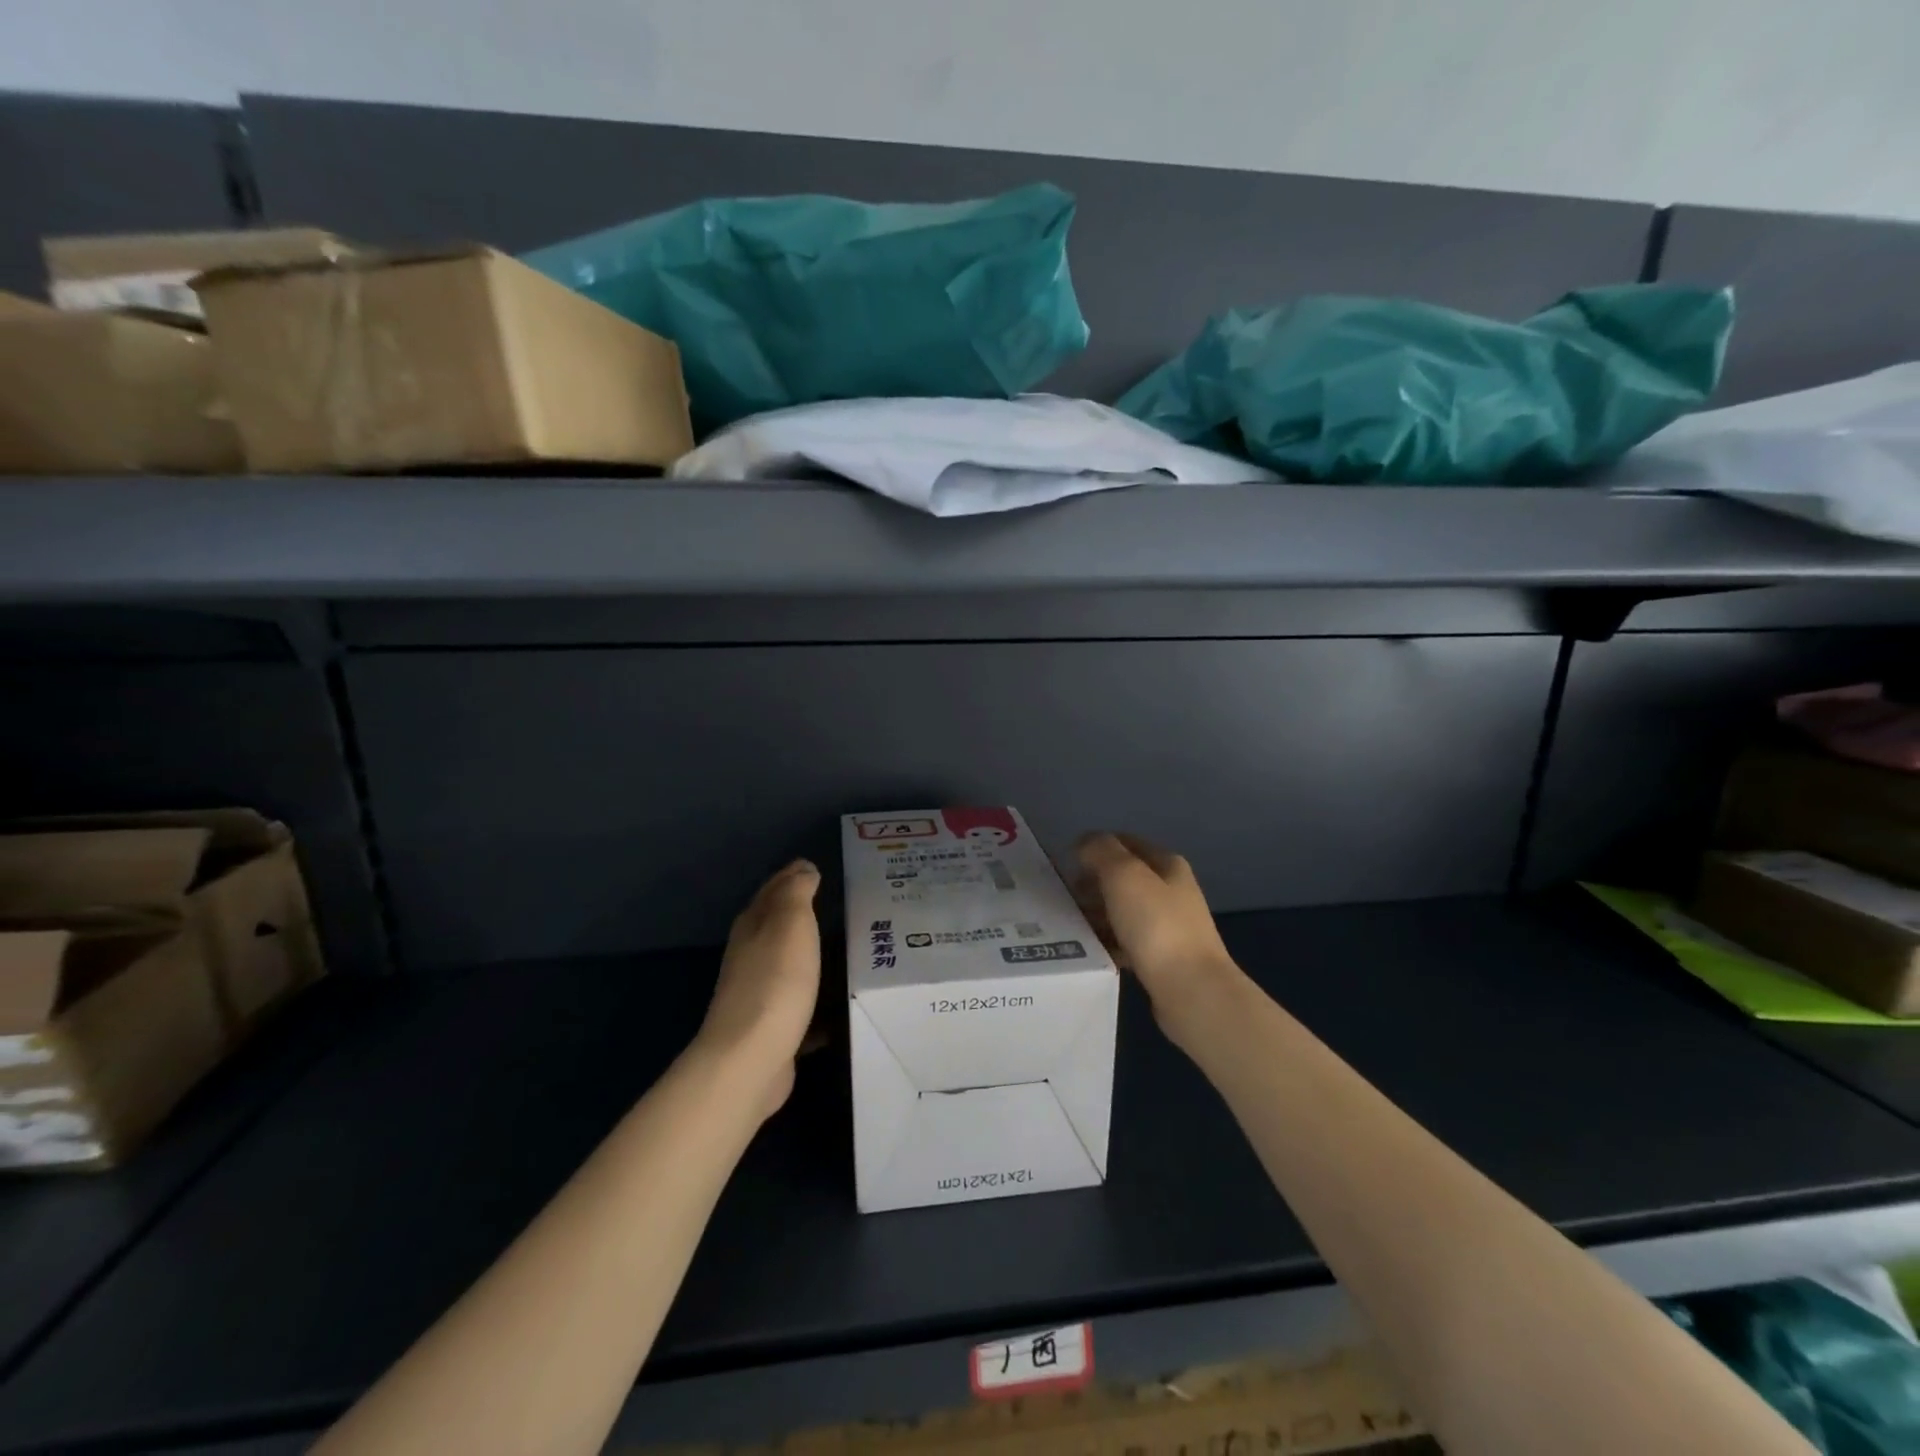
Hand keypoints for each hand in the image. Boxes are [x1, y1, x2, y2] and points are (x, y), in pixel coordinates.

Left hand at [697, 859, 821, 1119]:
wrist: (751, 1059)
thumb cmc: (775, 981)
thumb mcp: (790, 923)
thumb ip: (796, 892)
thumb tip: (802, 867)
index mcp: (753, 926)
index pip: (774, 890)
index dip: (794, 876)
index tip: (822, 869)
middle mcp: (751, 956)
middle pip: (779, 927)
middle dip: (805, 915)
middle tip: (845, 905)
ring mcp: (760, 994)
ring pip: (791, 965)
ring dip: (814, 956)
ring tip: (851, 950)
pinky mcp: (774, 1029)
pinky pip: (802, 1005)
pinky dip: (819, 1000)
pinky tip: (842, 1002)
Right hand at [1075, 833, 1241, 1046]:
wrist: (1191, 991)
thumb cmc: (1156, 925)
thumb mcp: (1123, 875)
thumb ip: (1100, 851)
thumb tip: (1085, 843)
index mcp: (1167, 865)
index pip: (1125, 843)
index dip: (1095, 848)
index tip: (1067, 865)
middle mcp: (1171, 891)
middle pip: (1123, 878)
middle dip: (1092, 884)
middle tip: (1065, 897)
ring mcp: (1169, 926)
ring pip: (1123, 911)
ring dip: (1097, 914)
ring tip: (1071, 925)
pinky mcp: (1162, 958)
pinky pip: (1126, 942)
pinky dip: (1107, 942)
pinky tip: (1090, 951)